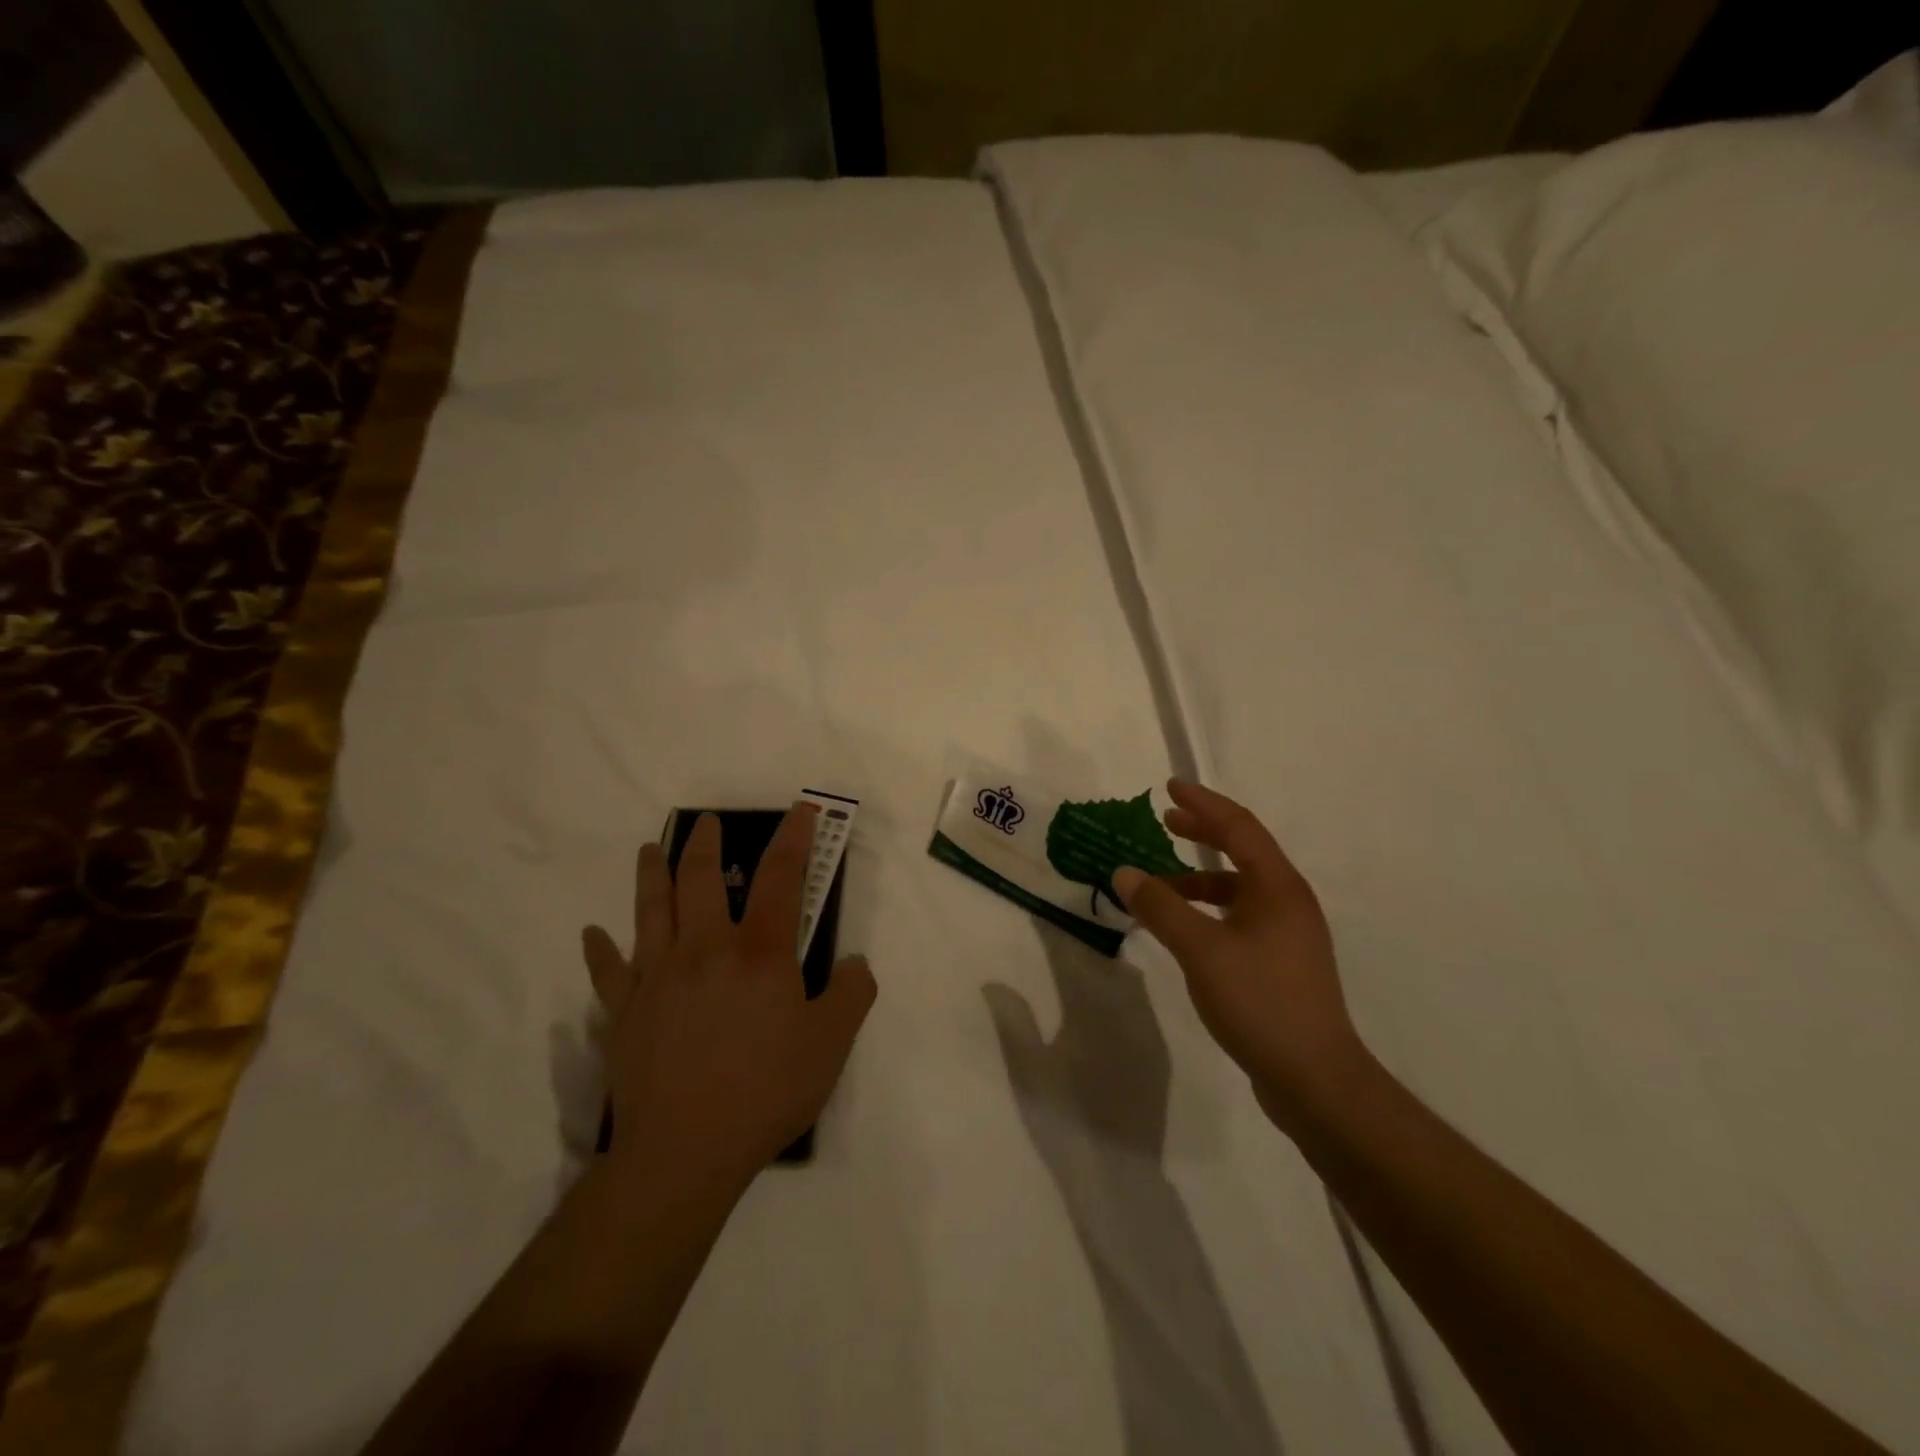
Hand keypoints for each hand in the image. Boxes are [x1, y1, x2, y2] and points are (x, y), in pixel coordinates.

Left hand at [580, 806, 876, 1192]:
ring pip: (651, 910)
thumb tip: (854, 963)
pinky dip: (600, 950)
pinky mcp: (624, 1012)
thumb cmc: (766, 1091)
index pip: (782, 878)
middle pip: (702, 879)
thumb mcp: (831, 1045)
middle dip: (706, 843)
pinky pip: (608, 972)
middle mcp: (706, 949)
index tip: (799, 811)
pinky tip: (593, 934)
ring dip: (651, 874)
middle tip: (705, 821)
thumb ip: (852, 994)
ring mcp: (658, 977)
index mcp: (760, 952)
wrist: (685, 1151)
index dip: (794, 839)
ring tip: (650, 848)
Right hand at [1111, 779, 1363, 1130]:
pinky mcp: (1282, 962)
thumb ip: (1160, 908)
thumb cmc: (1260, 1002)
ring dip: (1201, 877)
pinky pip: (1240, 916)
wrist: (1315, 1079)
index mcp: (1277, 887)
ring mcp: (1288, 934)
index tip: (1170, 788)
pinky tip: (1185, 928)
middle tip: (1166, 820)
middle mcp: (1288, 901)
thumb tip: (1124, 873)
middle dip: (1204, 832)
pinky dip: (1209, 909)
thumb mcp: (1200, 950)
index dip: (1203, 804)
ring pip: (1240, 888)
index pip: (1238, 828)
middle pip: (1244, 850)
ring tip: (1161, 883)